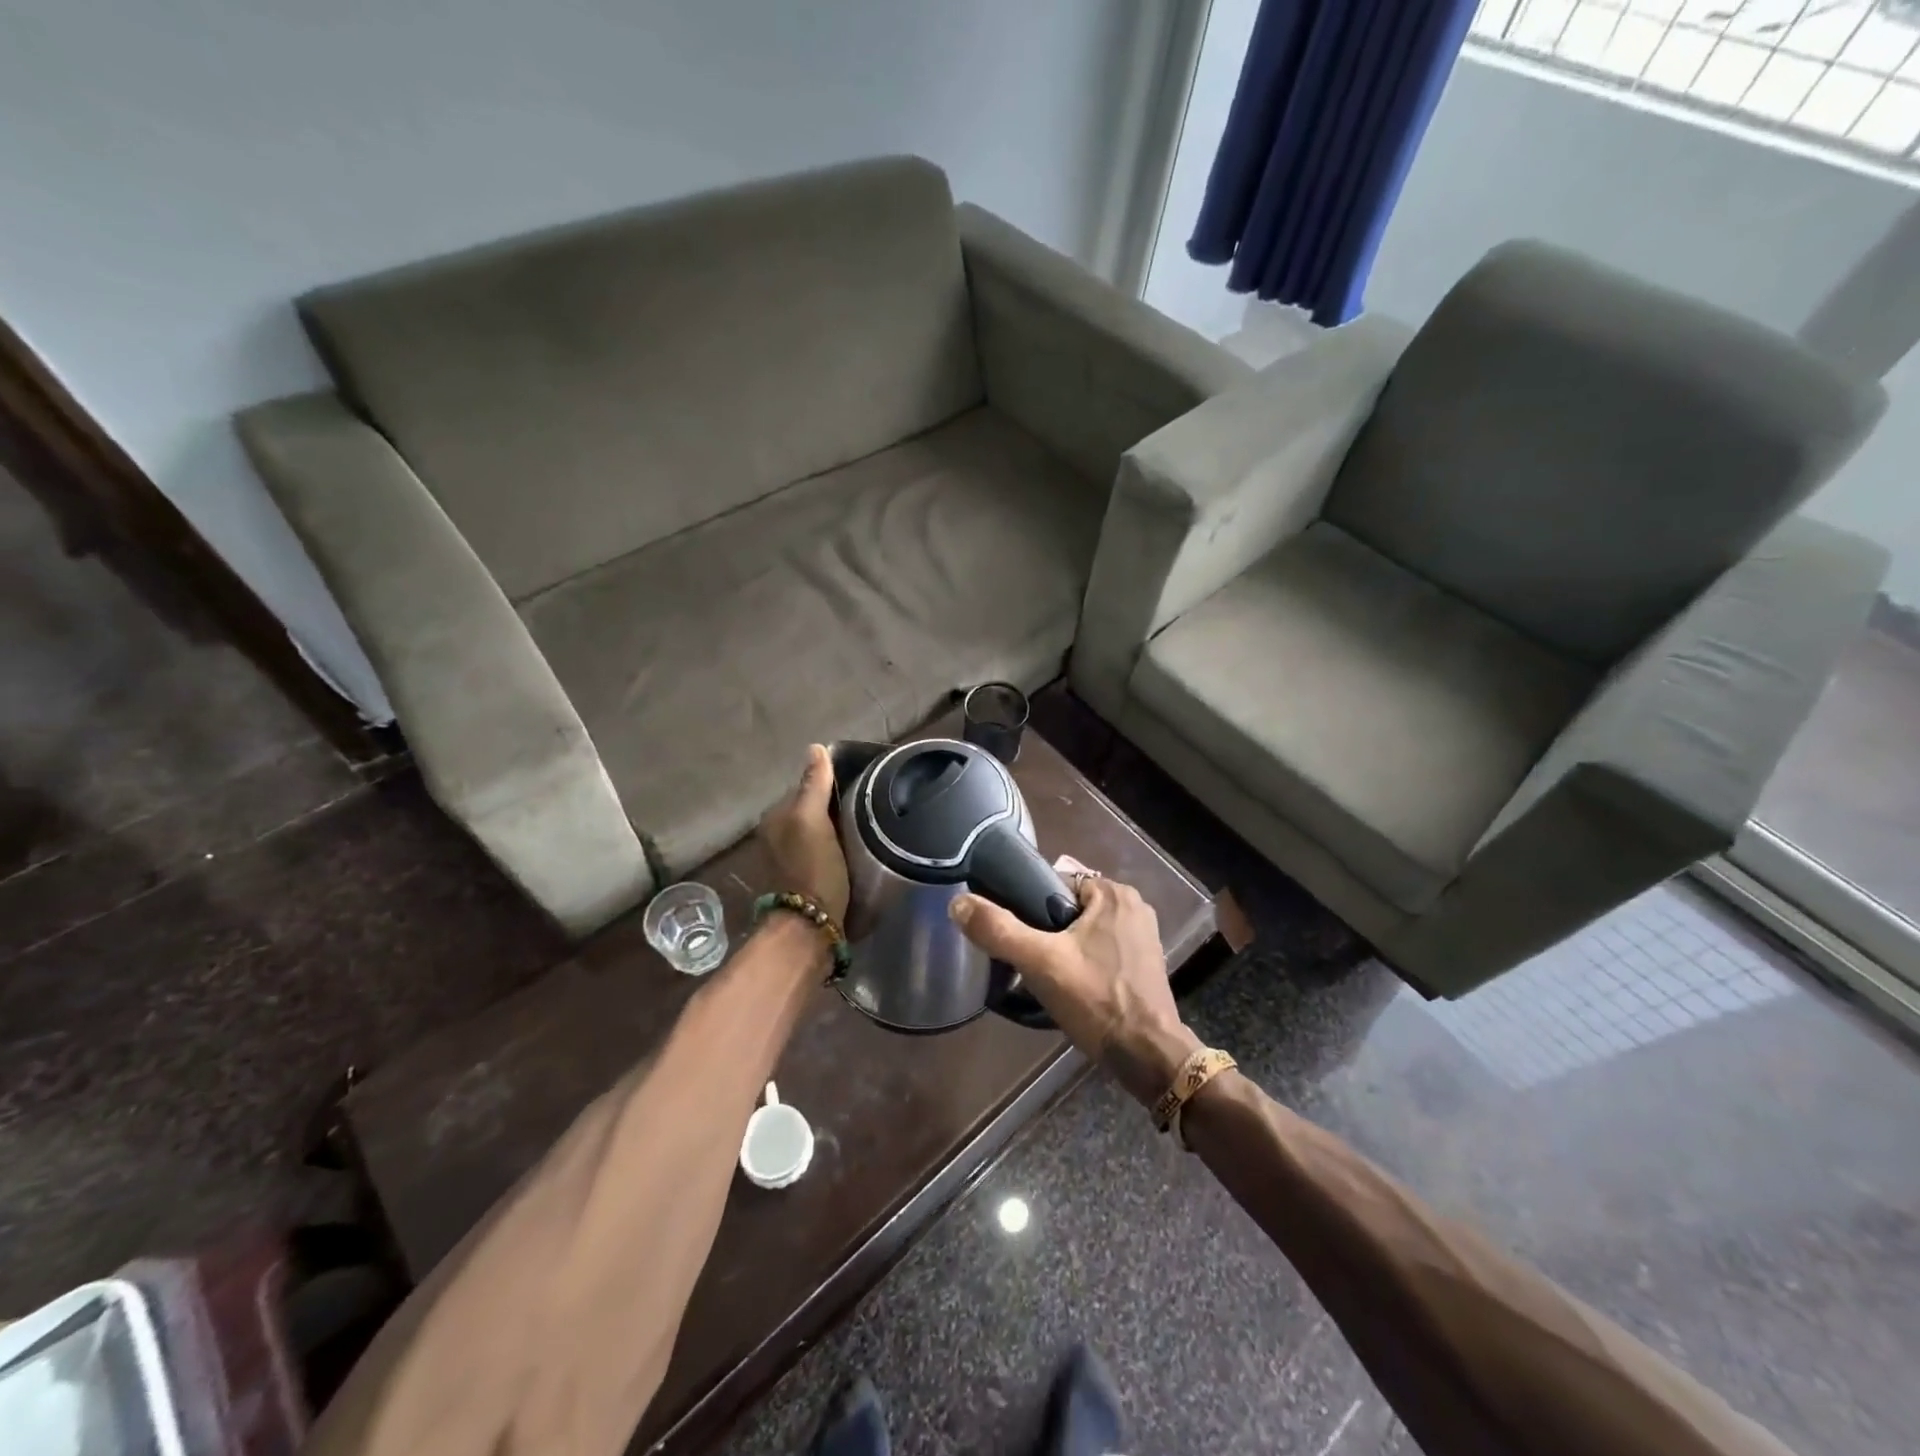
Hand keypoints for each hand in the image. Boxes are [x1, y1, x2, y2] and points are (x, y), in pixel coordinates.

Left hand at [759, 744, 850, 925]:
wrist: (810, 927)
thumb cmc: (812, 868)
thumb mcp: (812, 820)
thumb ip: (814, 785)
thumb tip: (816, 747)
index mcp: (775, 817)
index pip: (807, 787)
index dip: (832, 785)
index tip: (860, 789)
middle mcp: (777, 834)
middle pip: (813, 809)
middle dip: (835, 807)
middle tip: (868, 809)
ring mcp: (789, 858)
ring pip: (819, 830)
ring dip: (838, 828)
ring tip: (866, 829)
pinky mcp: (804, 878)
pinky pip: (822, 850)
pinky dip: (836, 847)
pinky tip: (854, 851)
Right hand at [950, 875, 1201, 1105]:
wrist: (1147, 1056)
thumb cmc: (1097, 1000)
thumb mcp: (1040, 963)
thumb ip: (999, 930)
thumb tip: (958, 903)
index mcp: (1113, 892)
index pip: (1054, 882)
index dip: (1028, 905)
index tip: (1014, 932)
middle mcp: (1133, 905)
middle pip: (1068, 907)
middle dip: (1045, 929)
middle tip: (1026, 959)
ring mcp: (1143, 935)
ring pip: (1083, 929)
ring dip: (1063, 946)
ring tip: (1043, 974)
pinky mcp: (1145, 962)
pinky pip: (1101, 948)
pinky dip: (1083, 960)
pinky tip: (1070, 985)